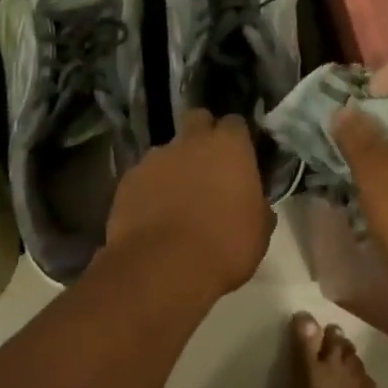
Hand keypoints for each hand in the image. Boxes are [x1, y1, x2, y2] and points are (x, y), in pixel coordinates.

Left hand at [102, 110, 274, 301]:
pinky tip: (153, 215)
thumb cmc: (224, 247)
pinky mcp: (128, 179)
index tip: (238, 159)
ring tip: (176, 200)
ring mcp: (155, 157)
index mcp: (228, 147)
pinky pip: (144, 176)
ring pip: (167, 151)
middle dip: (202, 134)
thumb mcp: (258, 231)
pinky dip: (150, 189)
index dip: (236, 139)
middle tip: (207, 166)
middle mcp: (190, 142)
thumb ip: (256, 205)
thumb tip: (254, 203)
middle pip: (197, 120)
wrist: (163, 267)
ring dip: (174, 167)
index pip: (235, 124)